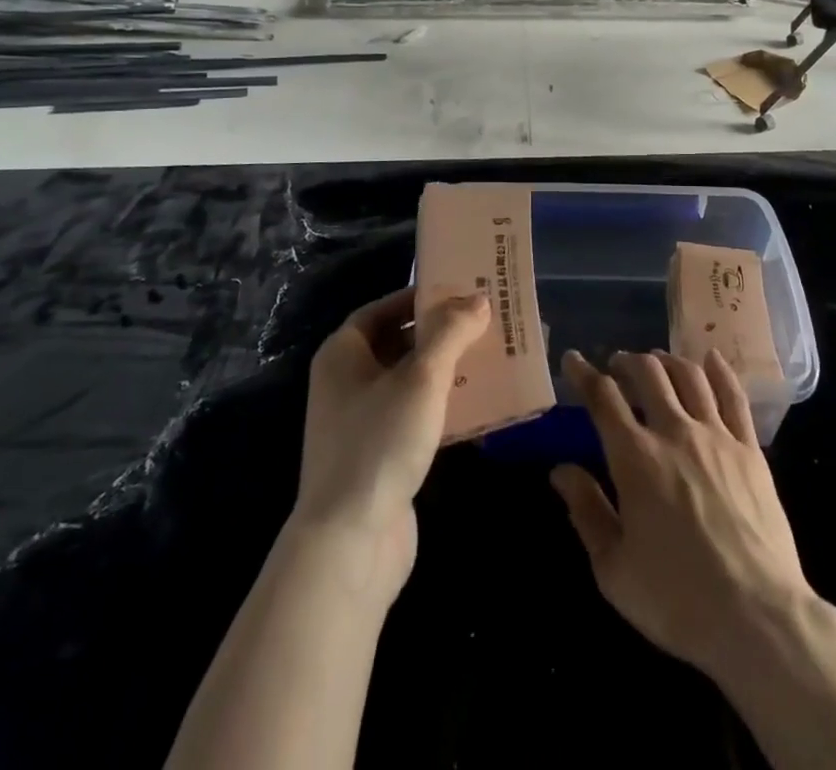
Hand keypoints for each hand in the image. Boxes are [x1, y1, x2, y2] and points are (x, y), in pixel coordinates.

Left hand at [293, 287, 489, 601]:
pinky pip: (417, 415)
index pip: (382, 309)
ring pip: (411, 380)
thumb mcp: (422, 377)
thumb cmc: (380, 443)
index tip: (460, 290)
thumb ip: (450, 332)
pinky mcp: (381, 456)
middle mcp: (347, 382)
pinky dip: (445, 405)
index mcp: (343, 354)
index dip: (419, 297)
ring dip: (448, 368)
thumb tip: (477, 298)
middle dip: (441, 332)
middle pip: (398, 343)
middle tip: (485, 320)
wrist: (350, 544)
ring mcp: (362, 422)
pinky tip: (482, 403)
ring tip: (492, 355)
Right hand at [551, 348, 813, 681]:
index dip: (584, 373)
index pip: (603, 398)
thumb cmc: (676, 599)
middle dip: (627, 361)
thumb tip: (560, 471)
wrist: (756, 617)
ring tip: (656, 361)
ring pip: (689, 376)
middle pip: (648, 374)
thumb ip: (586, 512)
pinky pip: (734, 396)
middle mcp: (674, 432)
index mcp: (635, 458)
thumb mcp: (613, 569)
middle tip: (617, 364)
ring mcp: (716, 436)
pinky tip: (711, 359)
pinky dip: (720, 370)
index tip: (573, 359)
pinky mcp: (750, 449)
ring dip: (667, 360)